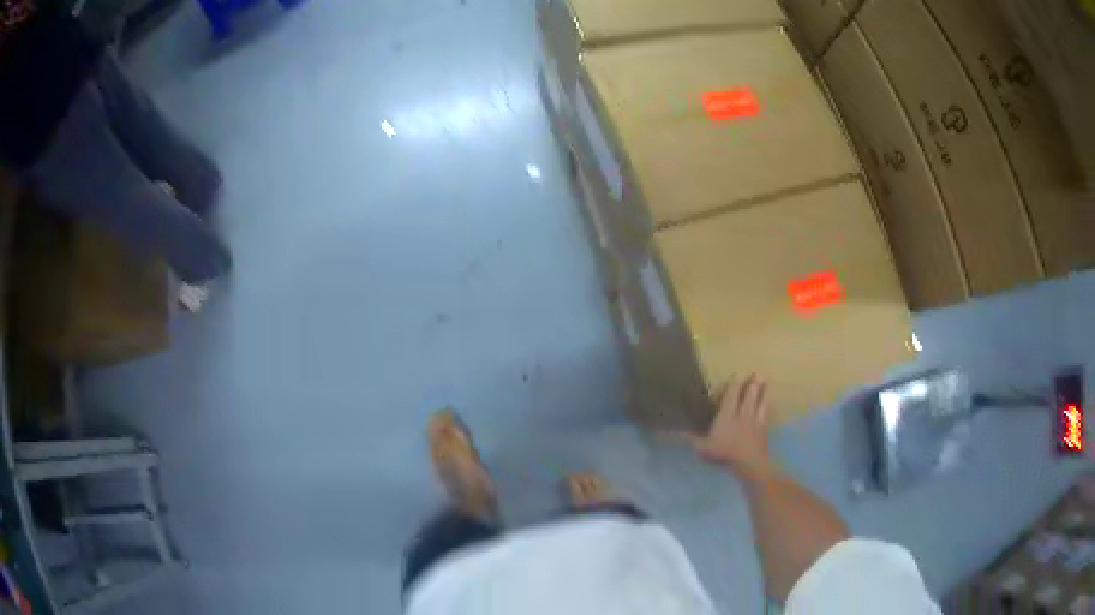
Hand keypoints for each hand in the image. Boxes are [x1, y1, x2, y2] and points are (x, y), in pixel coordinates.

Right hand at [690, 375, 775, 476]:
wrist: (750, 463)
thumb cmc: (725, 454)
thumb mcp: (703, 448)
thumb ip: (689, 439)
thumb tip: (671, 432)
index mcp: (727, 415)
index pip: (731, 395)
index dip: (734, 385)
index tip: (737, 375)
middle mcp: (742, 414)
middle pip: (748, 396)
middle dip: (752, 384)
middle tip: (756, 373)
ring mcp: (755, 421)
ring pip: (760, 402)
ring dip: (763, 392)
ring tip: (766, 381)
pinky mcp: (764, 430)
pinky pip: (766, 414)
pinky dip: (767, 408)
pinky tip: (768, 406)